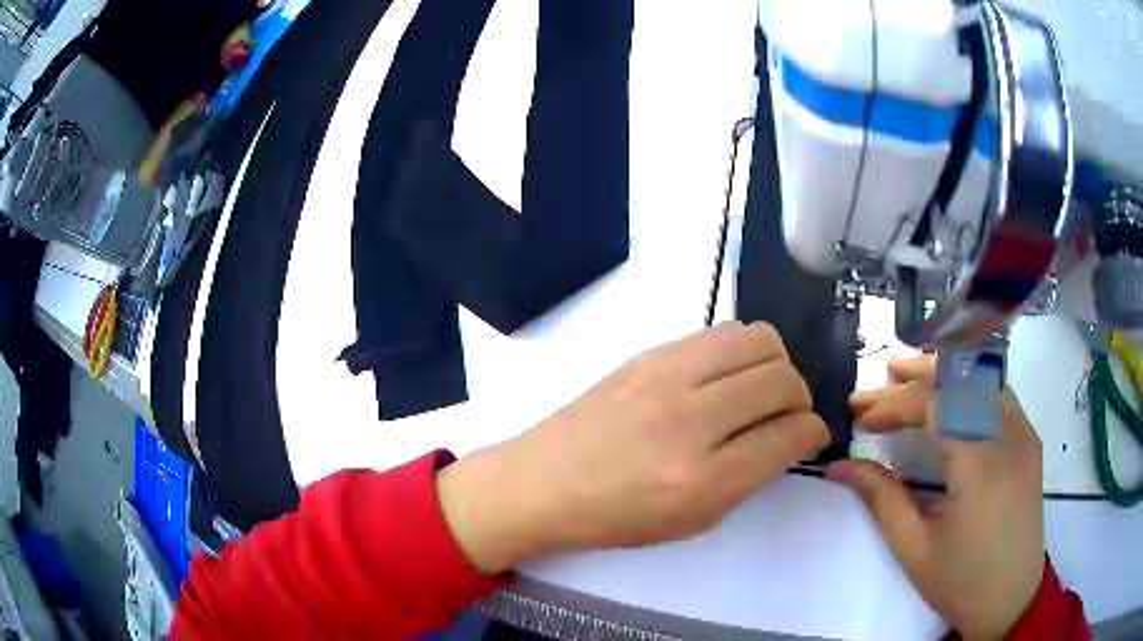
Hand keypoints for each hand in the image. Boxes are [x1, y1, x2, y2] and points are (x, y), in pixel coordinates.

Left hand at [438, 322, 829, 573]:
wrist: (544, 480)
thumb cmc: (616, 516)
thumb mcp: (693, 520)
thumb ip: (750, 477)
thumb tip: (789, 435)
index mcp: (702, 479)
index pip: (789, 435)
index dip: (813, 432)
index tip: (811, 434)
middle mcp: (690, 419)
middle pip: (783, 379)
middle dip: (801, 396)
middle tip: (788, 413)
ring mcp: (667, 376)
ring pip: (760, 339)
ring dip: (776, 363)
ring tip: (761, 388)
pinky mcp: (649, 352)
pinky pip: (721, 332)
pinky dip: (741, 351)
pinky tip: (727, 375)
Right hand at [827, 356, 1044, 640]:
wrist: (1012, 597)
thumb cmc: (960, 581)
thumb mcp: (913, 548)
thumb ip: (880, 498)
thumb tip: (839, 464)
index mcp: (979, 465)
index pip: (935, 405)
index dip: (895, 403)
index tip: (861, 417)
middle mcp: (1008, 435)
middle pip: (960, 379)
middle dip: (915, 377)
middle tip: (879, 381)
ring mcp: (1024, 432)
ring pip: (983, 377)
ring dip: (944, 373)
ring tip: (909, 376)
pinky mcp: (1030, 438)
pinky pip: (998, 393)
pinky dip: (968, 385)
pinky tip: (950, 397)